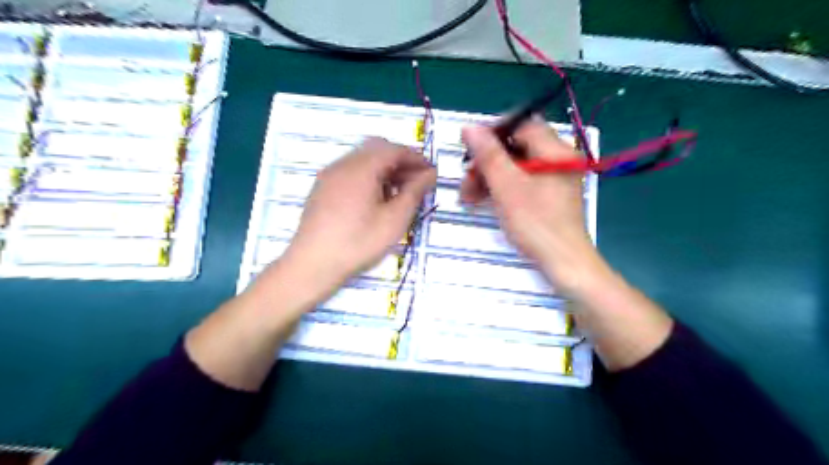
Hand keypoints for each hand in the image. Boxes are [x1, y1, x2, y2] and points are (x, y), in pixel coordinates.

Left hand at [279, 136, 434, 292]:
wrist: (312, 264)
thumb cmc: (359, 243)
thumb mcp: (394, 219)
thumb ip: (414, 192)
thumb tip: (429, 174)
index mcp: (362, 168)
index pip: (394, 150)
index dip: (416, 158)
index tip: (431, 174)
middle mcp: (343, 164)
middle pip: (377, 149)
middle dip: (400, 162)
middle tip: (416, 183)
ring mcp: (329, 175)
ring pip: (363, 159)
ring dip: (384, 169)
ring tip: (398, 194)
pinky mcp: (322, 188)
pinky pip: (350, 171)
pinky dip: (369, 177)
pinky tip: (375, 200)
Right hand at [460, 119, 602, 293]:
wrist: (563, 262)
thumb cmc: (536, 223)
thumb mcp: (507, 187)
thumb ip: (488, 155)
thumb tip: (469, 127)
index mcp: (554, 150)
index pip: (520, 125)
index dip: (492, 134)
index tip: (469, 151)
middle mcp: (557, 159)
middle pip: (516, 147)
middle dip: (487, 162)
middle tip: (467, 181)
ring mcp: (554, 178)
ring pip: (515, 166)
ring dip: (490, 177)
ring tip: (469, 196)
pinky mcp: (549, 195)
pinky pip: (521, 181)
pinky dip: (501, 188)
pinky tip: (483, 200)